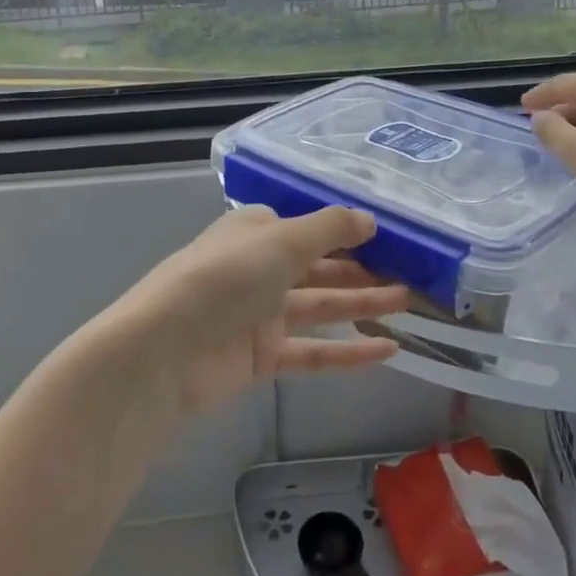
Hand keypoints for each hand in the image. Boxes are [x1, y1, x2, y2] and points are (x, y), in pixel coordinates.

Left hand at [115, 205, 408, 417]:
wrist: (164, 351)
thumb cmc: (224, 277)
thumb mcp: (282, 240)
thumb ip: (330, 228)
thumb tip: (370, 218)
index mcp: (257, 231)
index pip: (309, 227)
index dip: (347, 231)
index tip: (389, 236)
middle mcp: (260, 268)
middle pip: (320, 266)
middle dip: (363, 269)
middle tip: (411, 273)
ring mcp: (260, 314)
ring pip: (321, 306)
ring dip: (363, 304)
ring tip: (409, 303)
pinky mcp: (262, 357)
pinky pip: (313, 350)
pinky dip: (348, 351)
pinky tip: (388, 350)